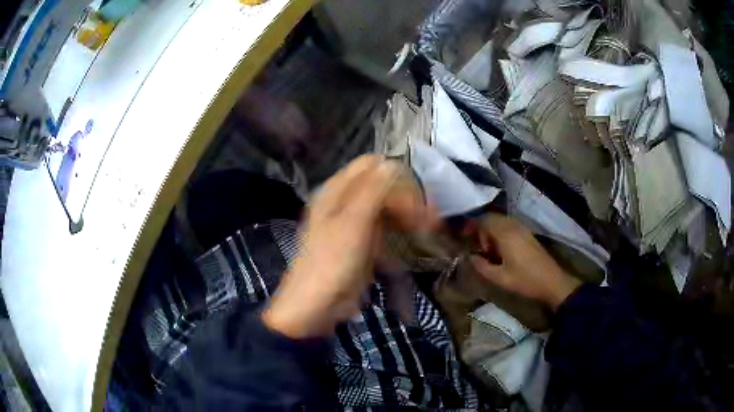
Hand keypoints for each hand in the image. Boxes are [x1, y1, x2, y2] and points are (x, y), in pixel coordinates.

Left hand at [263, 155, 437, 337]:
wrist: (316, 305)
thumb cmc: (332, 261)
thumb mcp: (352, 223)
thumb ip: (372, 190)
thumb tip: (391, 163)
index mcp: (337, 189)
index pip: (372, 165)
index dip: (396, 176)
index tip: (417, 199)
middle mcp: (344, 200)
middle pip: (381, 184)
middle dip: (407, 196)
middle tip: (430, 218)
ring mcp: (353, 221)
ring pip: (385, 204)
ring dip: (407, 211)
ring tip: (428, 228)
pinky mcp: (361, 240)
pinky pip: (384, 224)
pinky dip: (400, 228)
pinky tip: (414, 237)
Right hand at [469, 214, 581, 310]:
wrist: (551, 281)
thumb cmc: (525, 280)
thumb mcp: (499, 278)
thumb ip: (481, 266)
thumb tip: (470, 257)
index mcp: (505, 234)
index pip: (484, 220)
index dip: (471, 226)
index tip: (463, 236)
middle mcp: (513, 226)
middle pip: (492, 218)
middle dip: (480, 228)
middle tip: (475, 246)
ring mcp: (522, 229)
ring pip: (500, 221)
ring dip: (491, 231)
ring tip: (487, 250)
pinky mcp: (527, 234)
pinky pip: (509, 226)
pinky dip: (500, 233)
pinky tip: (500, 250)